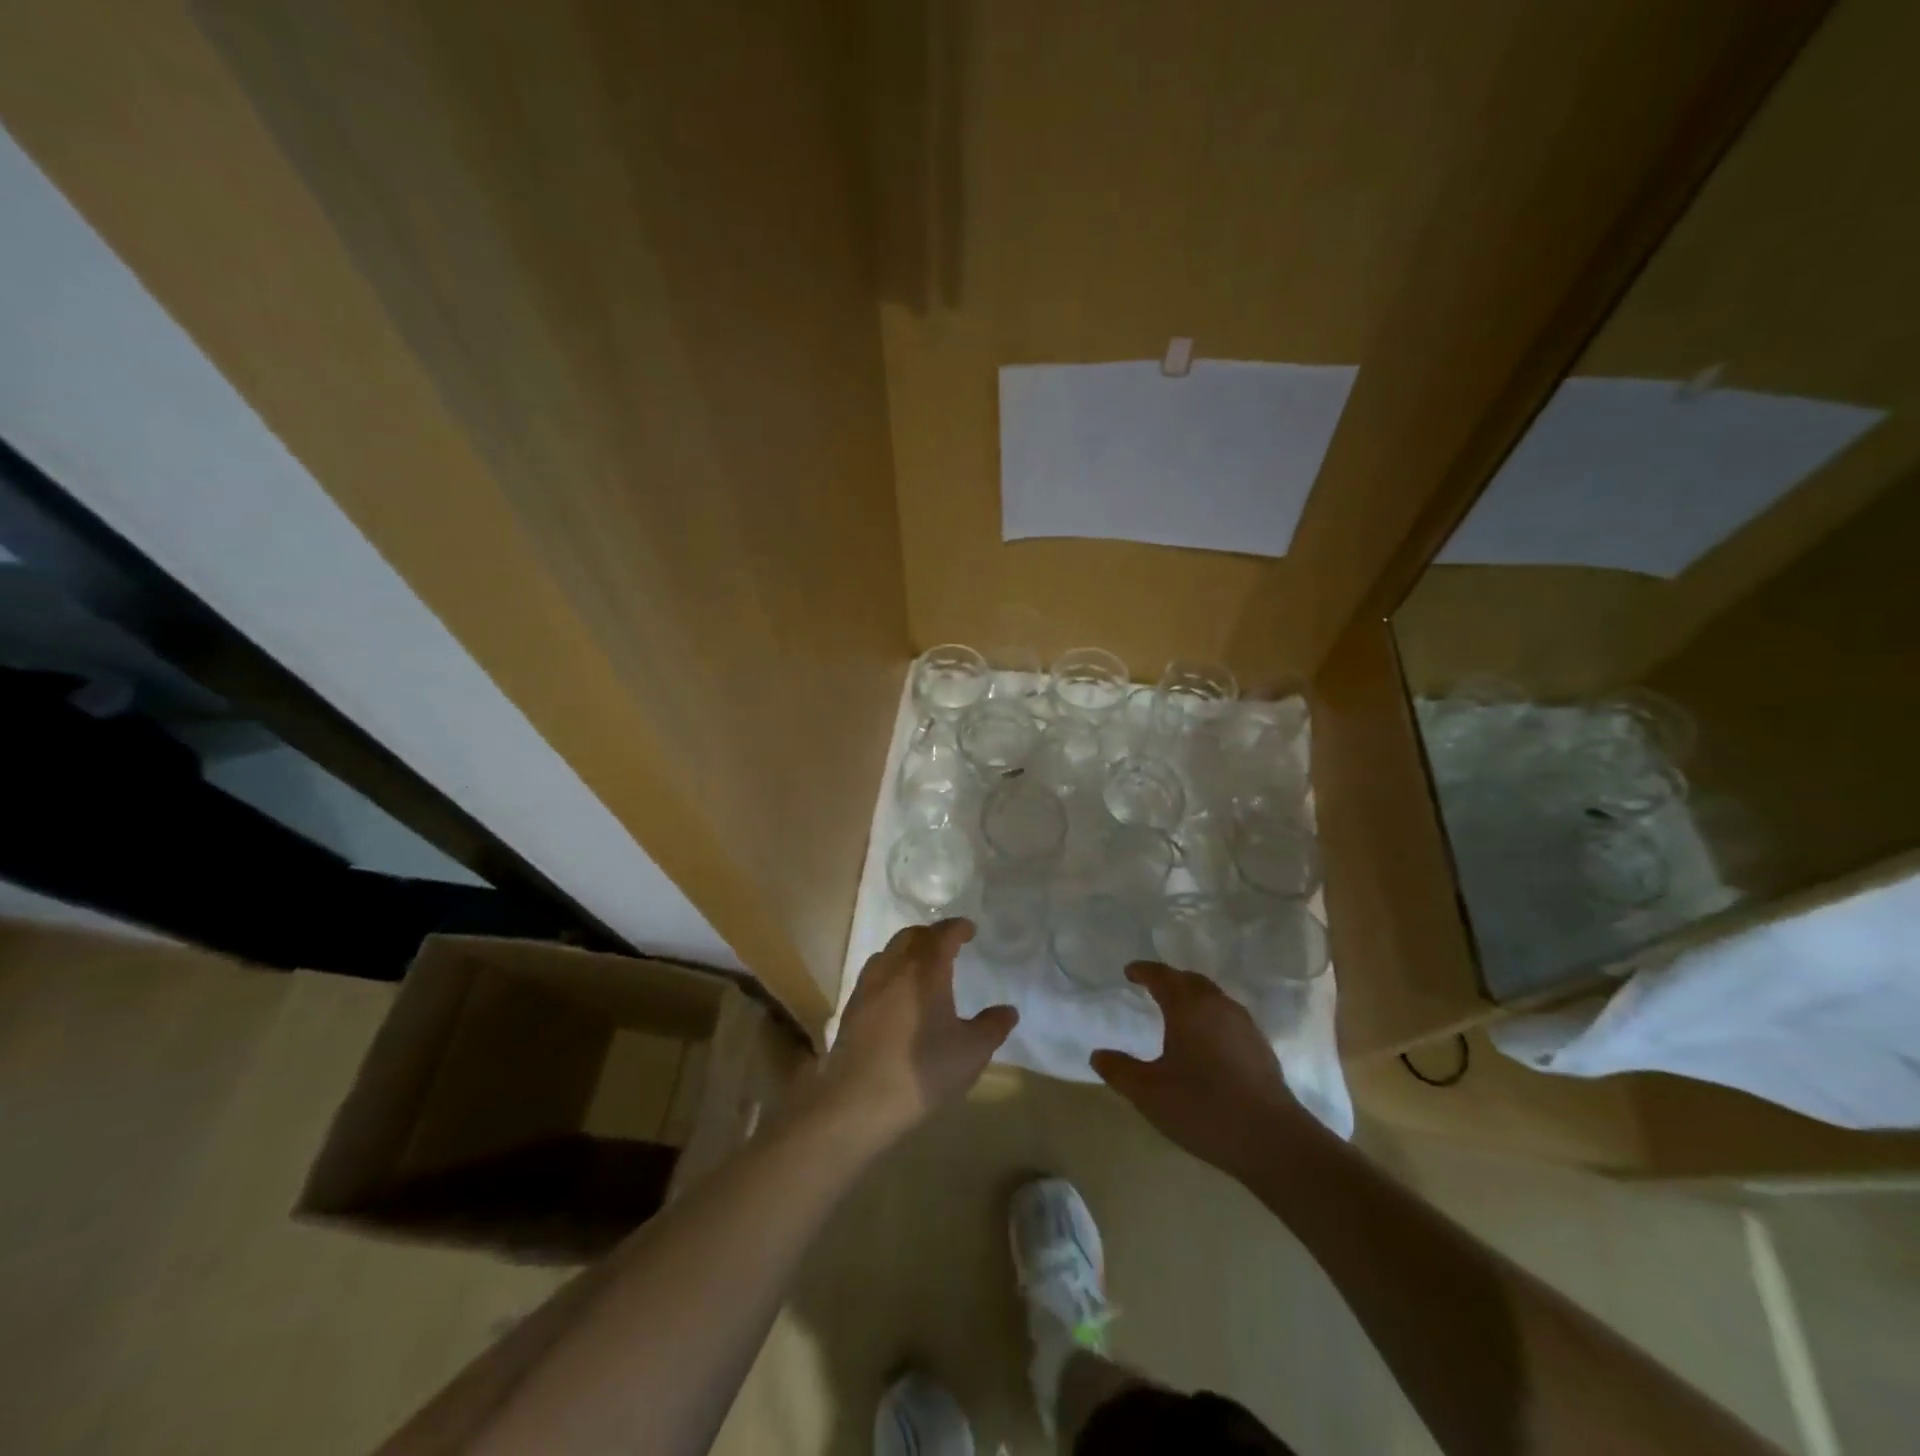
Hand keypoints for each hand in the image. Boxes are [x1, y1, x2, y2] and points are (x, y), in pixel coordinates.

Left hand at [817, 920, 1016, 1140]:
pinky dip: (890, 972)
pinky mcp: (851, 1008)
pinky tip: (897, 996)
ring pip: (889, 952)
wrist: (859, 1101)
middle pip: (912, 936)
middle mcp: (894, 968)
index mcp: (925, 969)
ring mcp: (868, 986)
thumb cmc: (922, 1070)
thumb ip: (992, 1027)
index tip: (970, 930)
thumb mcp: (971, 1052)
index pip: (943, 934)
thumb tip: (1008, 1010)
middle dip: (931, 935)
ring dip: (908, 951)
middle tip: (948, 946)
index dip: (958, 928)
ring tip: (921, 967)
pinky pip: (874, 974)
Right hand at [1090, 962, 1306, 1176]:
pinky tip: (1206, 1042)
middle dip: (1170, 980)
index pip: (1162, 977)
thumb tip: (1098, 1055)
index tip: (1129, 972)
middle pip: (1191, 981)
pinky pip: (1228, 1018)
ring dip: (1192, 997)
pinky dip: (1210, 1017)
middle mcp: (1218, 1006)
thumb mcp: (1149, 1093)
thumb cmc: (1203, 1108)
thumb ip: (1119, 1071)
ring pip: (1213, 998)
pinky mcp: (1261, 1048)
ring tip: (1177, 1012)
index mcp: (1188, 1007)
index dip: (1144, 971)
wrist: (1273, 1141)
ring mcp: (1244, 1026)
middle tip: (1152, 987)